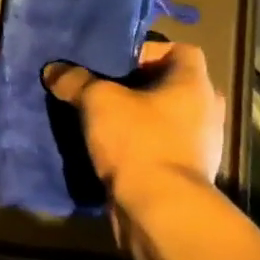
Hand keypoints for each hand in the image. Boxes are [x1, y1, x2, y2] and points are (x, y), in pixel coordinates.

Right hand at [44, 41, 225, 220]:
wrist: (159, 209)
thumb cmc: (137, 141)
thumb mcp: (98, 101)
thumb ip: (75, 81)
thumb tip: (53, 70)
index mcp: (195, 84)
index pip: (181, 50)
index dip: (147, 51)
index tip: (114, 64)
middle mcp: (206, 110)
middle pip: (171, 86)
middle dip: (138, 87)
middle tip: (104, 90)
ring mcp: (201, 146)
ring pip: (165, 119)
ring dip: (138, 119)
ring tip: (102, 122)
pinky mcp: (187, 174)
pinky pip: (161, 148)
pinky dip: (140, 146)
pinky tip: (110, 152)